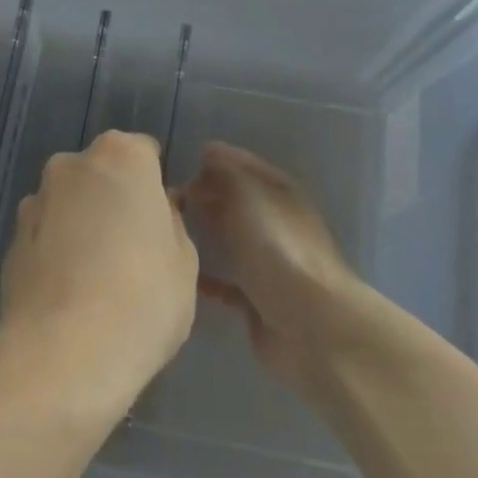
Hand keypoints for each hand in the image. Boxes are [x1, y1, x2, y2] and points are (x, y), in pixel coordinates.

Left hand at [0, 131, 198, 418]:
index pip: (144, 152)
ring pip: (69, 203)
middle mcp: (71, 165)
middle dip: (114, 199)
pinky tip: (69, 294)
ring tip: (97, 277)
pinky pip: (45, 235)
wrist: (62, 355)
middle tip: (132, 248)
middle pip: (101, 173)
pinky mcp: (10, 241)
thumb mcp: (185, 262)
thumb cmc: (143, 299)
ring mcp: (35, 201)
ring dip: (81, 224)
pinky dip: (56, 251)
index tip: (161, 219)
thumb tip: (156, 211)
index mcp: (121, 157)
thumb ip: (170, 223)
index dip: (154, 185)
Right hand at [182, 141, 367, 395]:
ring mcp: (269, 263)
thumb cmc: (277, 249)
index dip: (217, 161)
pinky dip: (205, 277)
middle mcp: (276, 223)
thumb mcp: (249, 195)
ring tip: (168, 231)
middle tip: (169, 197)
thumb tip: (209, 152)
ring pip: (231, 239)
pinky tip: (179, 274)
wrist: (309, 325)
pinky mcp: (258, 299)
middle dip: (206, 196)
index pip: (245, 165)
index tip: (184, 162)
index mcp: (280, 193)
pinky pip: (225, 282)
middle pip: (237, 202)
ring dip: (205, 234)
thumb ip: (226, 171)